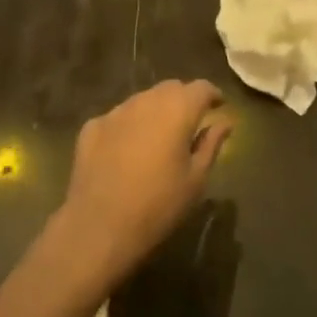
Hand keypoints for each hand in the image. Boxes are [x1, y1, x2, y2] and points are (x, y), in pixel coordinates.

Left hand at [59, 80, 229, 287]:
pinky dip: (127, 127)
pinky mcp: (92, 127)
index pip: (202, 87)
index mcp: (178, 109)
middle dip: (183, 100)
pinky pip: (117, 119)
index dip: (212, 95)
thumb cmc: (158, 206)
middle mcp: (147, 100)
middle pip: (171, 88)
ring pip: (143, 100)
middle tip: (189, 124)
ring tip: (156, 139)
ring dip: (154, 112)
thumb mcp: (196, 180)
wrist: (98, 228)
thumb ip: (211, 144)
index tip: (218, 107)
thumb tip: (224, 122)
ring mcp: (116, 111)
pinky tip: (125, 152)